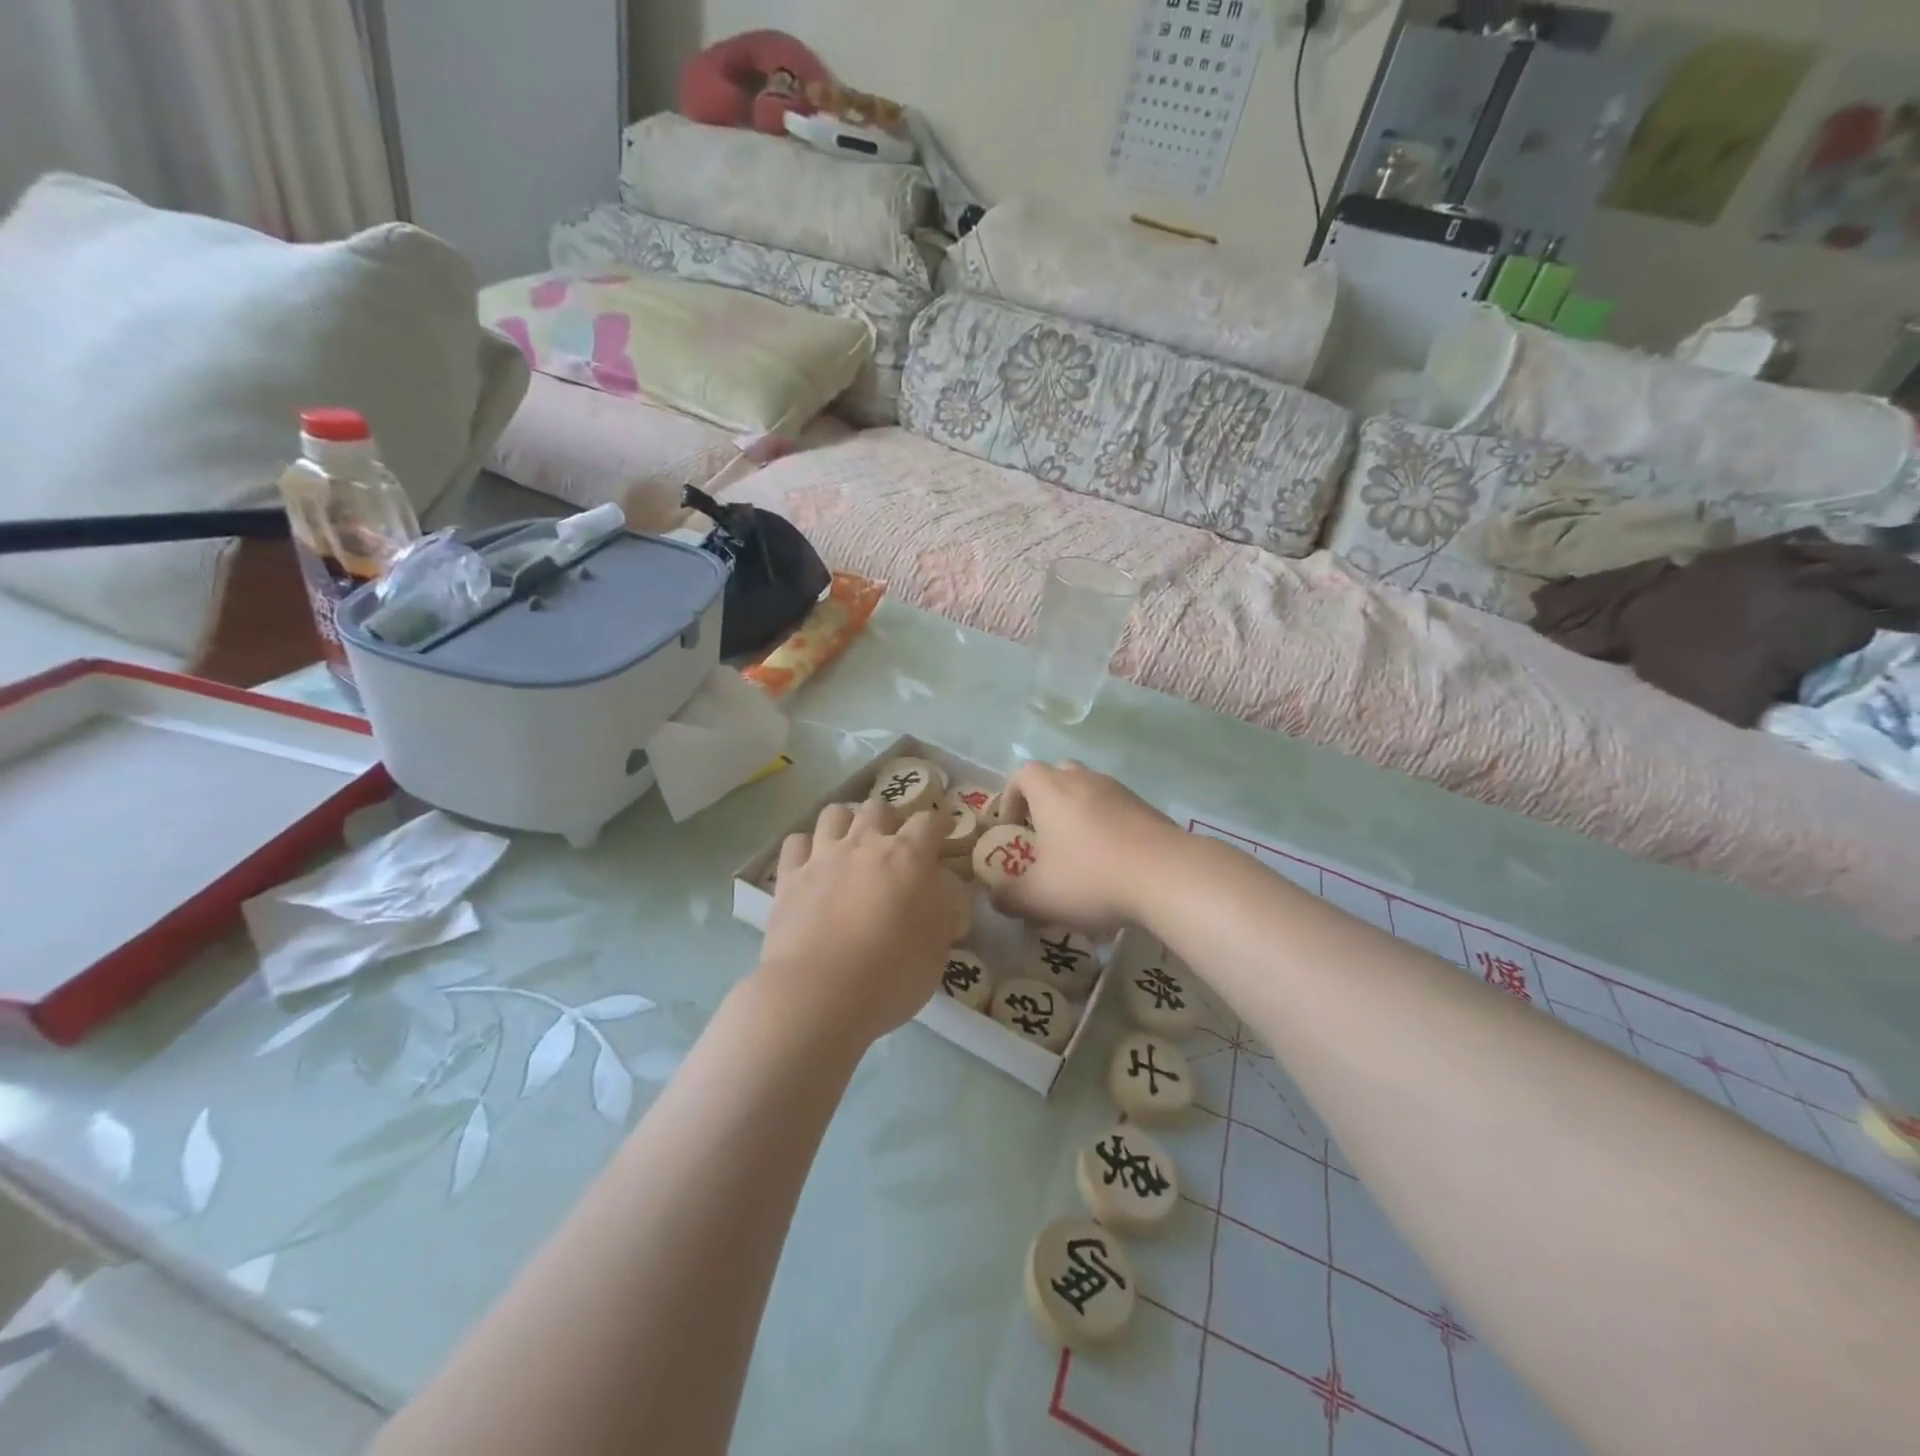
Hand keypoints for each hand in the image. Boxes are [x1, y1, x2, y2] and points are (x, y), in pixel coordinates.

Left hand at [756, 800, 971, 1047]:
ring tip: (852, 844)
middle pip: (879, 808)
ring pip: (835, 813)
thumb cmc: (890, 975)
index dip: (940, 823)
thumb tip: (945, 895)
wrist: (818, 995)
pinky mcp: (789, 877)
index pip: (929, 822)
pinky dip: (807, 848)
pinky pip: (796, 842)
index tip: (944, 833)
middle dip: (891, 820)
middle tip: (895, 844)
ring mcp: (822, 856)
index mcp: (908, 857)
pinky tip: (813, 864)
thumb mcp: (939, 949)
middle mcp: (864, 844)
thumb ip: (946, 912)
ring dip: (847, 822)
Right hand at [993, 761, 1183, 930]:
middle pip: (1058, 775)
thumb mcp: (1039, 897)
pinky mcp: (1148, 808)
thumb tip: (995, 897)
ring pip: (1090, 790)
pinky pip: (1117, 809)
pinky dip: (1108, 827)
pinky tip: (1114, 863)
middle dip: (1046, 801)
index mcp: (1051, 790)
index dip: (1010, 798)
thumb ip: (1009, 897)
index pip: (1022, 774)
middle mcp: (1084, 780)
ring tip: (1080, 853)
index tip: (1011, 828)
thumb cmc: (1091, 878)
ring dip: (1079, 813)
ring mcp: (1120, 791)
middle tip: (1044, 835)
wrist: (1167, 876)